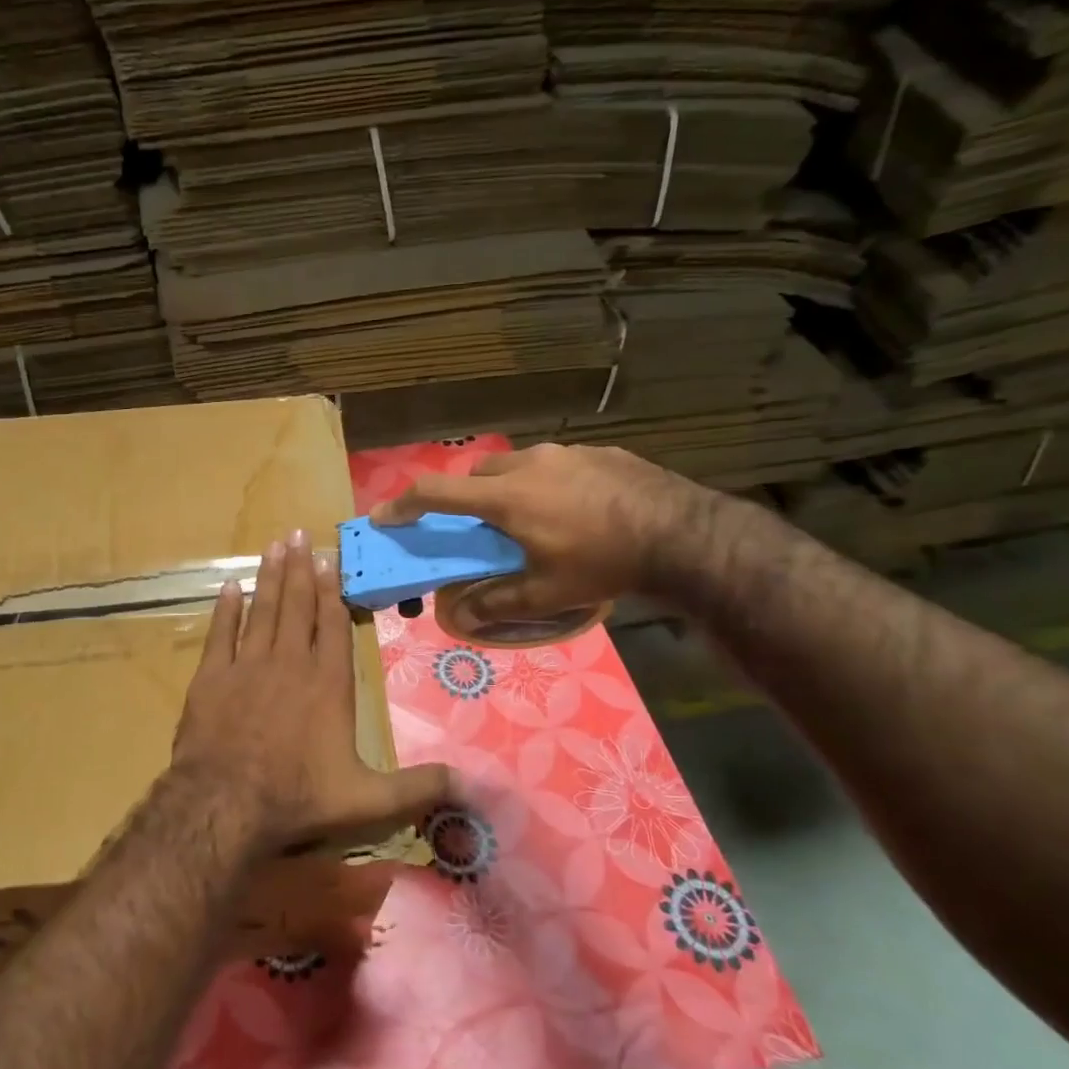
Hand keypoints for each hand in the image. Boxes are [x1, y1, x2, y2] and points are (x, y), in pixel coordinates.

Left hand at [170, 529, 452, 851]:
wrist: (225, 805)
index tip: (329, 560)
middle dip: (300, 569)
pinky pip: (219, 633)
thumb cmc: (298, 798)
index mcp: (327, 684)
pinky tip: (229, 586)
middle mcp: (289, 664)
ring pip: (261, 611)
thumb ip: (417, 787)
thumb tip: (472, 784)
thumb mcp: (368, 801)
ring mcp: (246, 667)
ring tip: (274, 546)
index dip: (331, 592)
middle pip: (297, 607)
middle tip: (299, 534)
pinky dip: (225, 609)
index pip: (333, 626)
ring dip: (269, 577)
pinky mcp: (211, 678)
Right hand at [369, 443, 715, 618]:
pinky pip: (555, 464)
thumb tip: (461, 617)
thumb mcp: (547, 593)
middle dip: (465, 498)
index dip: (403, 504)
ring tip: (531, 519)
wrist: (683, 534)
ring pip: (516, 465)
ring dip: (508, 488)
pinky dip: (546, 483)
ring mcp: (565, 453)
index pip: (436, 493)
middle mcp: (528, 465)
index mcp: (506, 498)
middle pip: (476, 475)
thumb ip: (497, 603)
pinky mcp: (598, 451)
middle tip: (478, 528)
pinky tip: (573, 509)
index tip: (384, 516)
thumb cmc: (604, 563)